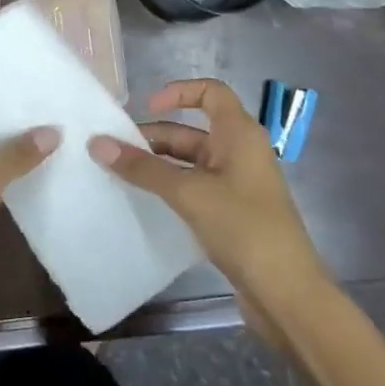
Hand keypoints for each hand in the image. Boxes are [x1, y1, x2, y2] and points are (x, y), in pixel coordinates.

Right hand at [89, 79, 328, 322]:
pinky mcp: (234, 213)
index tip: (146, 107)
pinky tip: (146, 202)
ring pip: (192, 162)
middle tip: (115, 151)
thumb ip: (143, 168)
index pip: (210, 91)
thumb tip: (97, 143)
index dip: (178, 92)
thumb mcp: (189, 193)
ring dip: (159, 165)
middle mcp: (241, 152)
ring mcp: (238, 184)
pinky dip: (171, 188)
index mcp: (239, 134)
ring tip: (121, 176)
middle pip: (193, 130)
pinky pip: (197, 188)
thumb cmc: (243, 228)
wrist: (287, 294)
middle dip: (155, 137)